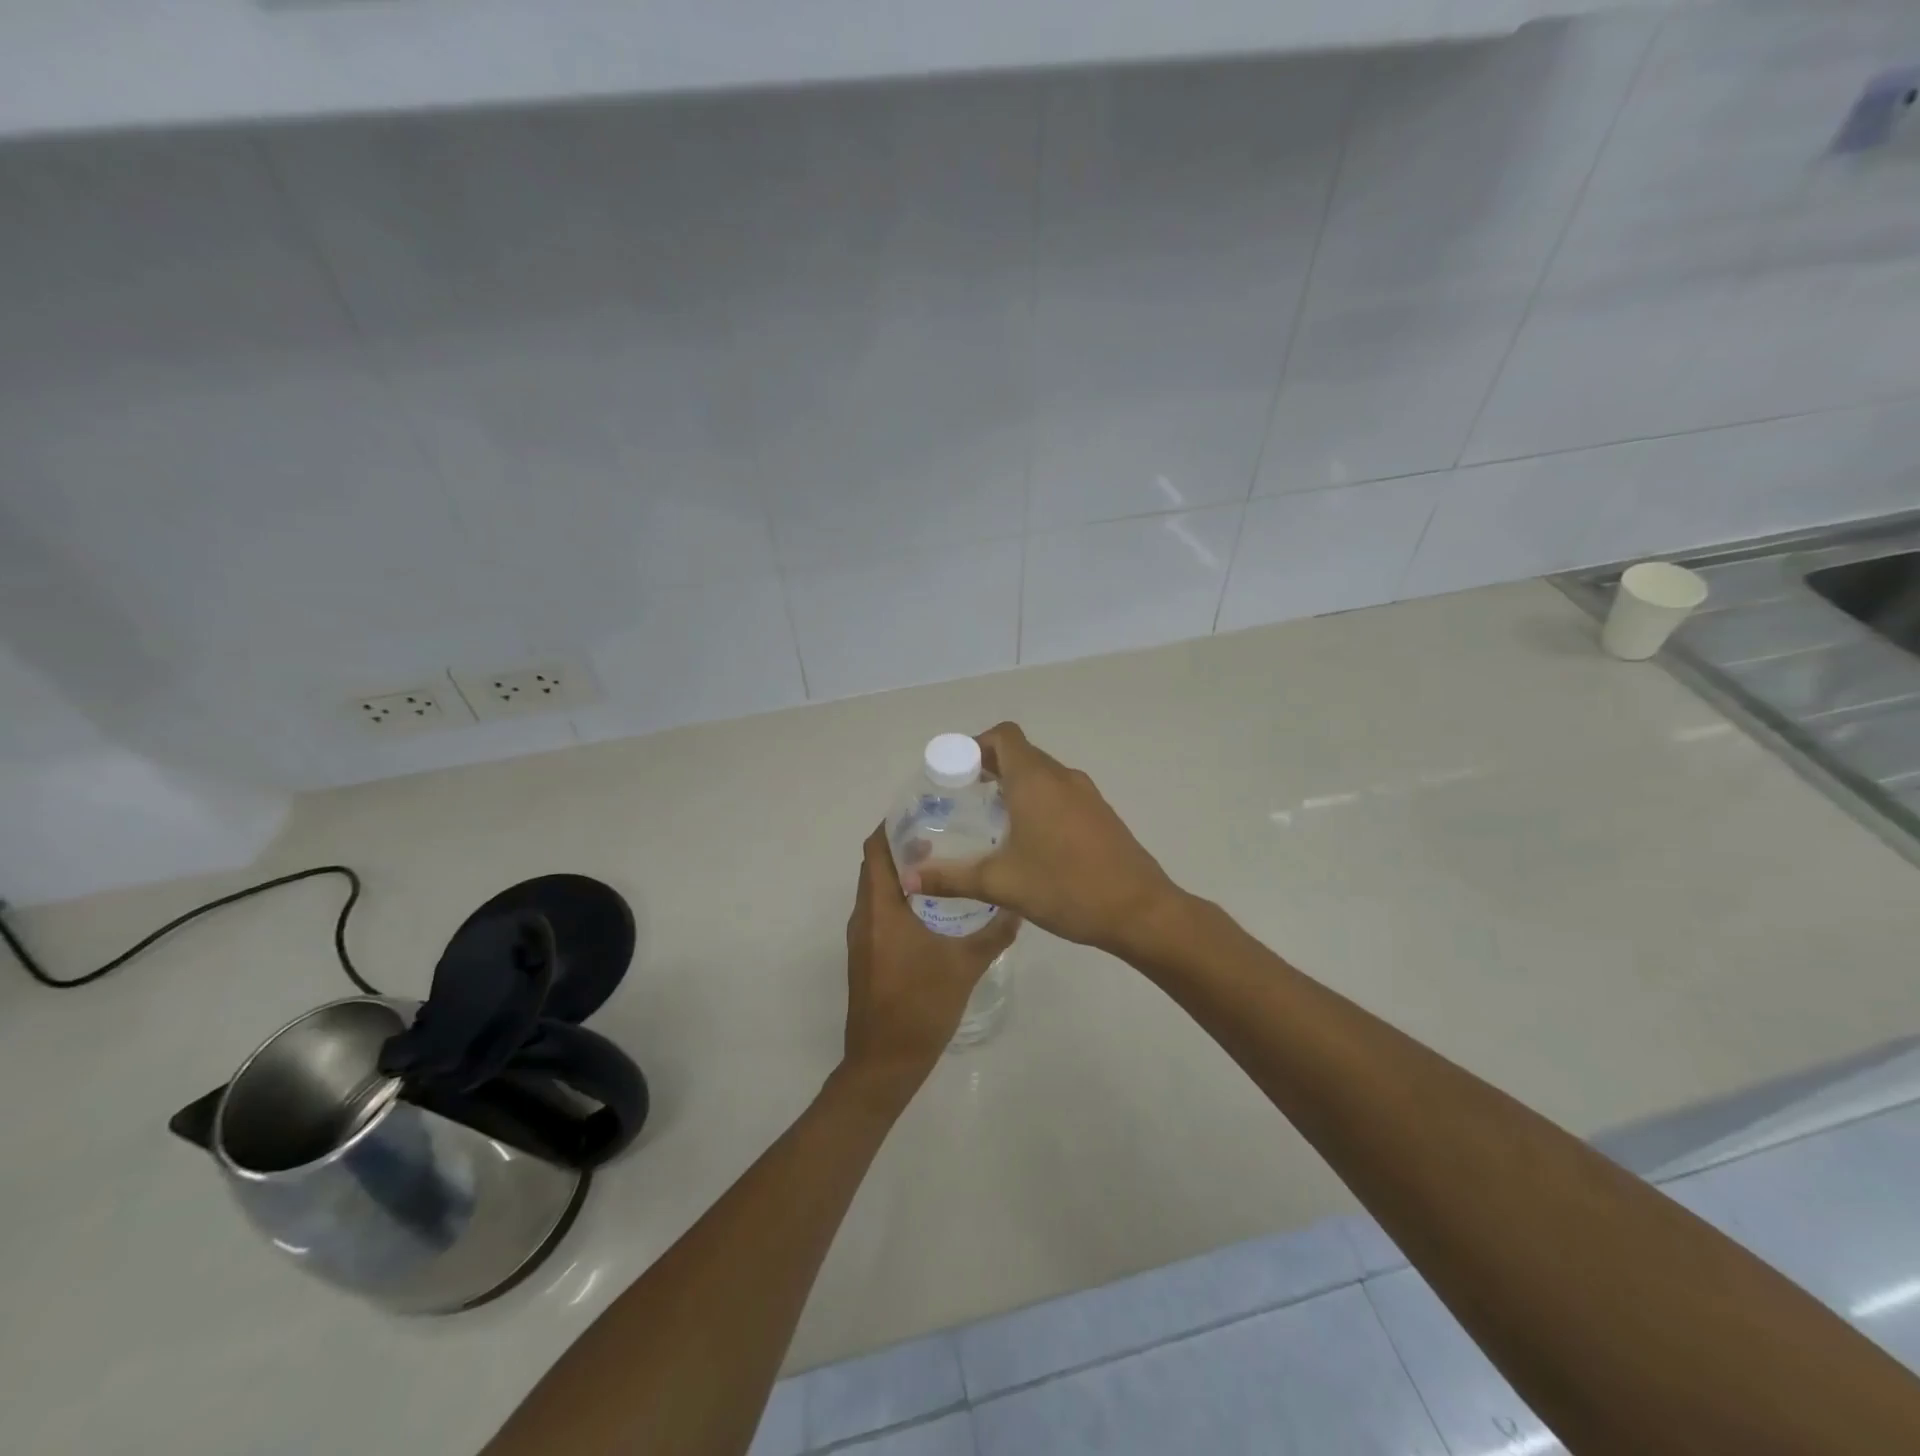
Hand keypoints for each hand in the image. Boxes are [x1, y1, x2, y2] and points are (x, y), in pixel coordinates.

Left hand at [840, 825, 1018, 1106]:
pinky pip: (881, 911)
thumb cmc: (920, 1006)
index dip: (893, 824)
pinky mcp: (868, 955)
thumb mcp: (965, 966)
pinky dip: (902, 898)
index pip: (875, 849)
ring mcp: (863, 937)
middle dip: (904, 845)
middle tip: (946, 832)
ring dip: (904, 873)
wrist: (884, 1062)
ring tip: (946, 862)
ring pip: (879, 889)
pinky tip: (936, 907)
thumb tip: (1018, 905)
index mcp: (880, 908)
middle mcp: (864, 915)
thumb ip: (993, 933)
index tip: (925, 810)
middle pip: (877, 865)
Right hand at [904, 723, 1181, 961]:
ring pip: (1042, 774)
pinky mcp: (1101, 814)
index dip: (976, 745)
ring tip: (991, 822)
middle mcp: (1062, 777)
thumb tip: (909, 878)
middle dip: (989, 768)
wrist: (1140, 911)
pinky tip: (1029, 842)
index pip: (1003, 736)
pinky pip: (1061, 793)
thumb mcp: (1001, 884)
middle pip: (1021, 753)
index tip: (955, 773)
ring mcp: (1087, 794)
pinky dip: (1038, 801)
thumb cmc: (1066, 888)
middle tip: (963, 800)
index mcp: (1036, 780)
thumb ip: (952, 877)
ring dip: (1015, 786)